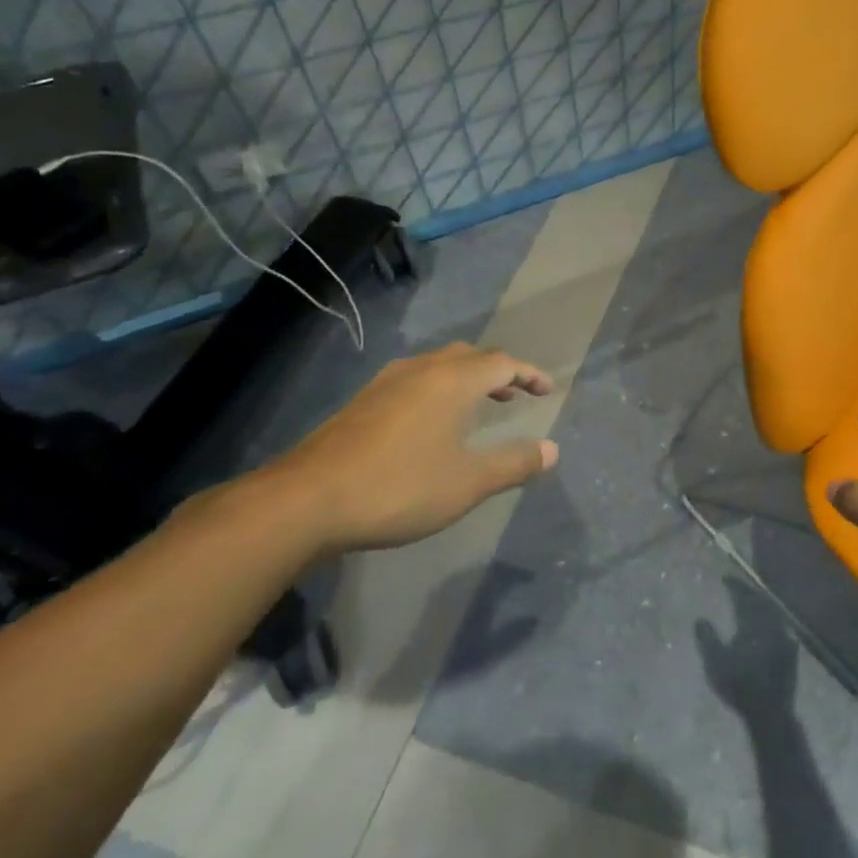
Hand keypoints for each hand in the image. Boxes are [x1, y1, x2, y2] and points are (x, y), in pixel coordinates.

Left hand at [252, 342, 557, 554]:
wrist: (306, 500)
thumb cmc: (399, 487)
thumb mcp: (468, 483)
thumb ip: (514, 464)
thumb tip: (552, 450)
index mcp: (452, 381)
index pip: (503, 362)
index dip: (530, 374)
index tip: (548, 390)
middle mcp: (421, 371)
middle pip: (469, 356)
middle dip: (498, 371)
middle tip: (514, 394)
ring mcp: (386, 383)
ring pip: (438, 366)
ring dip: (466, 378)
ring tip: (478, 405)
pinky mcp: (362, 402)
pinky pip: (414, 380)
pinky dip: (438, 389)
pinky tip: (430, 421)